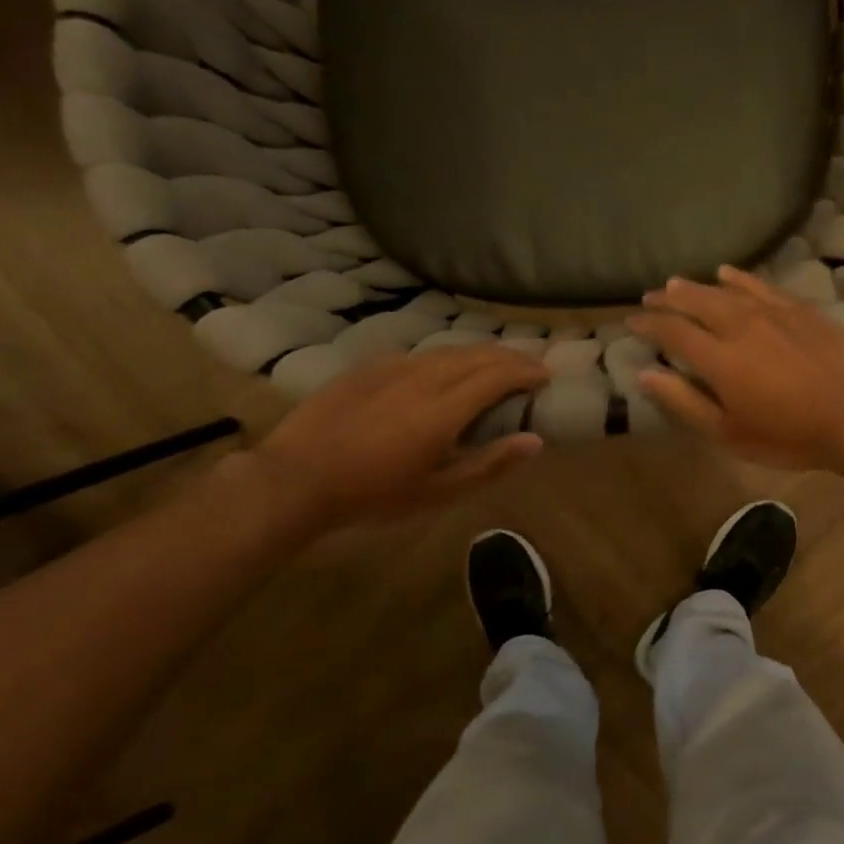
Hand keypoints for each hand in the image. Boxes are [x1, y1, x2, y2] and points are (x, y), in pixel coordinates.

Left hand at [249, 346, 547, 526]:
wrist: (297, 478)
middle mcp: (424, 377)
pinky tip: (440, 368)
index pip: (498, 375)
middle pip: (477, 355)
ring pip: (447, 350)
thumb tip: (535, 441)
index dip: (526, 371)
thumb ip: (490, 463)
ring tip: (494, 362)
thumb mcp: (439, 491)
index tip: (546, 375)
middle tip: (529, 365)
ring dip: (479, 353)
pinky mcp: (368, 367)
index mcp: (445, 408)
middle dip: (509, 356)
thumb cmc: (374, 494)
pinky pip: (417, 354)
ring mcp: (393, 367)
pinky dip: (443, 357)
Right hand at [628, 266, 843, 470]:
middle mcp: (739, 326)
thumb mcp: (729, 432)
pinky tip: (728, 273)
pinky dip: (740, 278)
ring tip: (677, 283)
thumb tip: (644, 375)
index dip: (649, 325)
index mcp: (718, 358)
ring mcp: (772, 313)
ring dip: (697, 286)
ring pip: (725, 291)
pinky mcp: (800, 309)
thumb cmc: (789, 434)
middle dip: (668, 299)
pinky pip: (761, 285)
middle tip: (649, 297)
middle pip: (695, 303)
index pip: (672, 332)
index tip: (632, 322)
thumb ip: (684, 402)